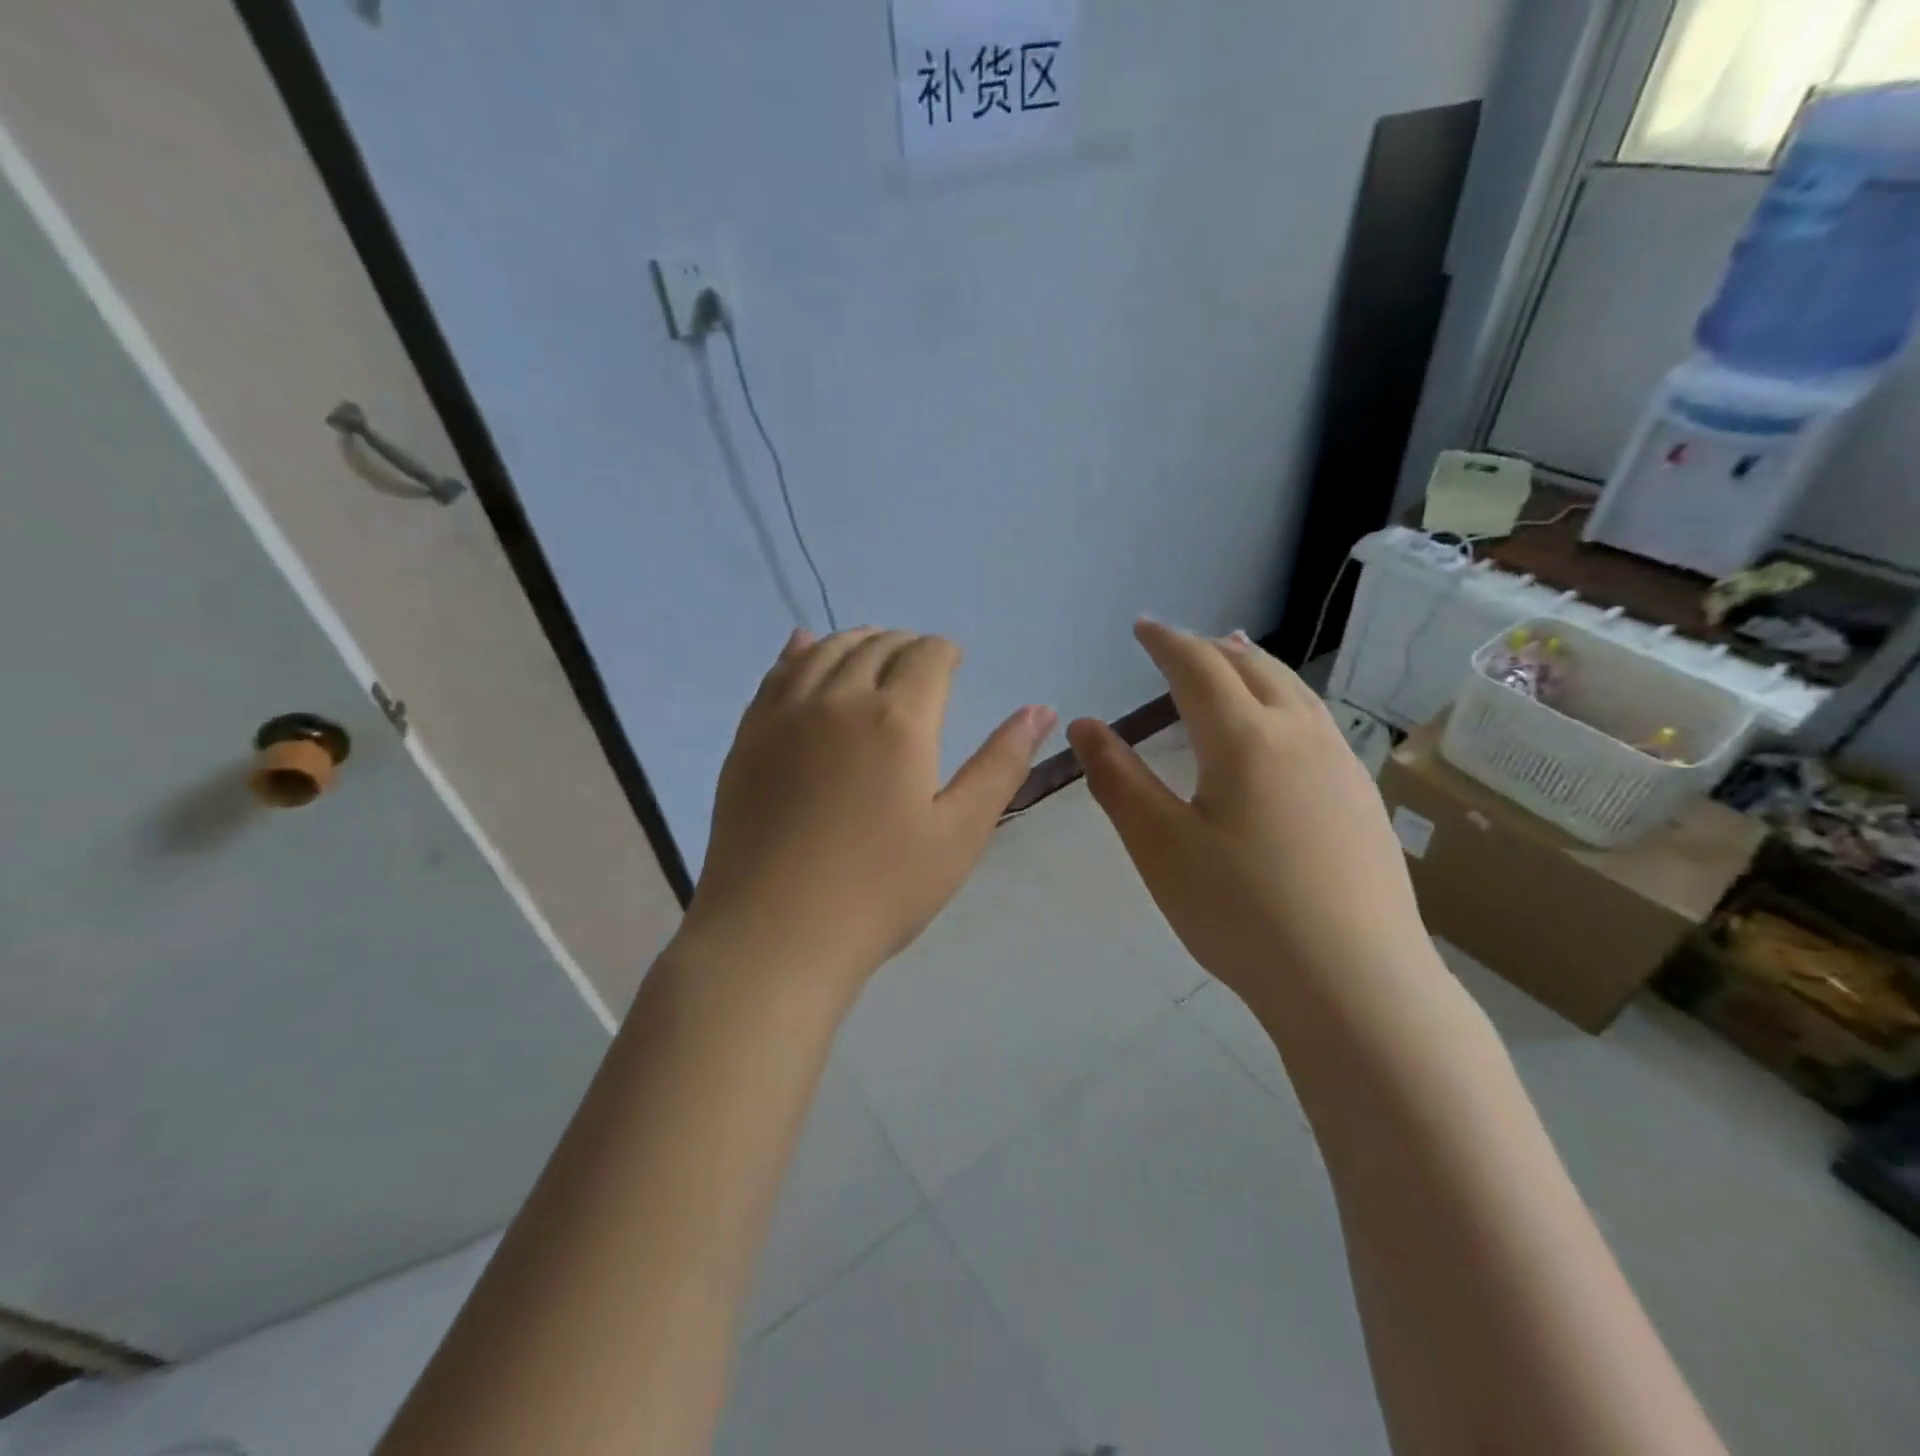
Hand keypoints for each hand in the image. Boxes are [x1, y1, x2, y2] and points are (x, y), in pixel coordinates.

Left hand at [676, 628, 1055, 1000]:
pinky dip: (800, 651)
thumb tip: (1041, 709)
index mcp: (898, 719)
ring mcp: (786, 714)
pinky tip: (805, 647)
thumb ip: (1001, 764)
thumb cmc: (881, 889)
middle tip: (920, 666)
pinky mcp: (749, 735)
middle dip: (906, 645)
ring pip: (826, 649)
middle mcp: (840, 698)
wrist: (775, 932)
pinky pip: (777, 672)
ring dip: (857, 641)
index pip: (928, 655)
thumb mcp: (960, 832)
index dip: (946, 653)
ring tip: (873, 655)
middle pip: (878, 644)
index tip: (954, 665)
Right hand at [1068, 621, 1436, 1021]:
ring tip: (1234, 661)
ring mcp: (1342, 766)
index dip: (1167, 642)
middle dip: (1212, 648)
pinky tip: (1282, 732)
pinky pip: (1317, 723)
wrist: (1355, 984)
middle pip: (1255, 668)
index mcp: (1245, 739)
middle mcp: (1301, 735)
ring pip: (1295, 692)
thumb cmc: (1241, 913)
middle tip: (1181, 645)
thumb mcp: (1160, 847)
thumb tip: (1085, 726)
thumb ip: (1118, 780)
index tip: (1142, 627)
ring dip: (1256, 668)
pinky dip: (1285, 702)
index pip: (1199, 667)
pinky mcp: (1363, 799)